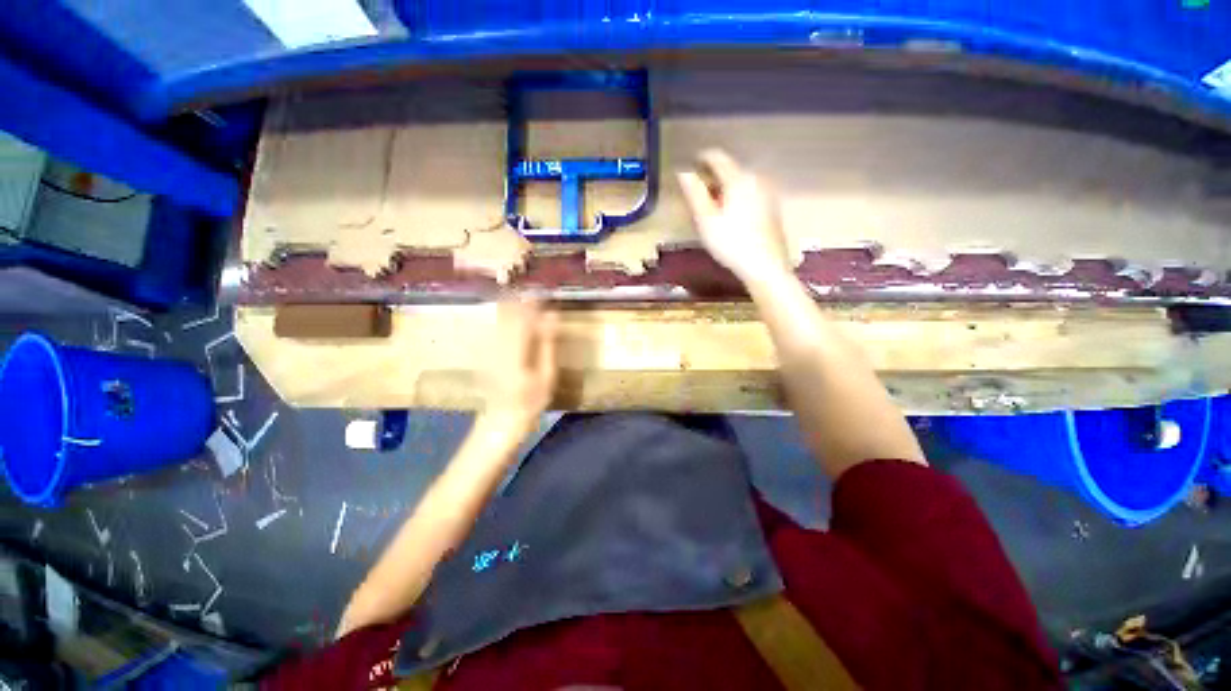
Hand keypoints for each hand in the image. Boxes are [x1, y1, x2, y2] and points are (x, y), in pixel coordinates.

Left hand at [478, 298, 558, 436]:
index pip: (524, 316)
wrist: (501, 419)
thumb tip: (552, 316)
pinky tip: (515, 319)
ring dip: (514, 307)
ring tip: (527, 302)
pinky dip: (506, 318)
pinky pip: (495, 326)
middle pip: (508, 312)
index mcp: (515, 350)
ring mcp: (487, 346)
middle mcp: (497, 343)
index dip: (534, 302)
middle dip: (522, 301)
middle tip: (536, 296)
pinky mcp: (484, 350)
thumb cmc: (531, 401)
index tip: (545, 295)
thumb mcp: (547, 375)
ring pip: (499, 317)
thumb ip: (548, 343)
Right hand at [677, 149, 791, 283]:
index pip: (717, 157)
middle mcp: (756, 178)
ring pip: (740, 182)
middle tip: (697, 195)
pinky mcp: (772, 206)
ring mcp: (767, 192)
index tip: (689, 166)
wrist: (765, 265)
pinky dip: (736, 198)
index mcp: (738, 178)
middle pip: (729, 170)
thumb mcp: (706, 220)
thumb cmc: (731, 243)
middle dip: (712, 178)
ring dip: (724, 189)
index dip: (701, 159)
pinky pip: (749, 193)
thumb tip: (683, 172)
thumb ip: (694, 193)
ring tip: (712, 208)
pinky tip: (730, 217)